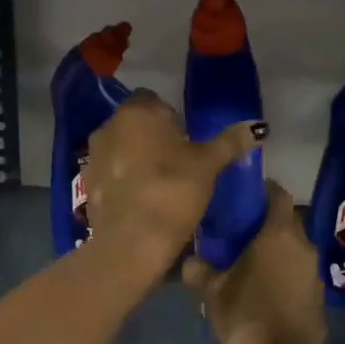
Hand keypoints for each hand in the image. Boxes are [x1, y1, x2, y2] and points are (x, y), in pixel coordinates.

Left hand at [83, 90, 261, 279]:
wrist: (131, 243)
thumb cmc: (172, 192)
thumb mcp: (208, 165)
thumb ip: (230, 142)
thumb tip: (257, 126)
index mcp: (137, 112)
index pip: (154, 100)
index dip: (171, 117)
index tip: (186, 140)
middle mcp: (109, 126)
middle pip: (135, 123)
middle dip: (153, 137)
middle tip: (179, 162)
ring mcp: (93, 155)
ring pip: (121, 147)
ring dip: (136, 158)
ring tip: (160, 183)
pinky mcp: (86, 184)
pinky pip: (110, 173)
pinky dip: (124, 180)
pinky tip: (141, 201)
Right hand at [181, 184, 326, 343]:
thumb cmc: (246, 318)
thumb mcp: (214, 292)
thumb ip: (201, 269)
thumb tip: (191, 260)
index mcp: (280, 234)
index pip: (278, 193)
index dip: (260, 190)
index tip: (240, 197)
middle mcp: (304, 246)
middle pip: (286, 221)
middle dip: (264, 223)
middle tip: (237, 231)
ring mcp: (314, 274)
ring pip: (293, 249)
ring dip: (274, 251)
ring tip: (247, 261)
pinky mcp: (318, 298)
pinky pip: (298, 274)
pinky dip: (283, 274)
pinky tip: (262, 289)